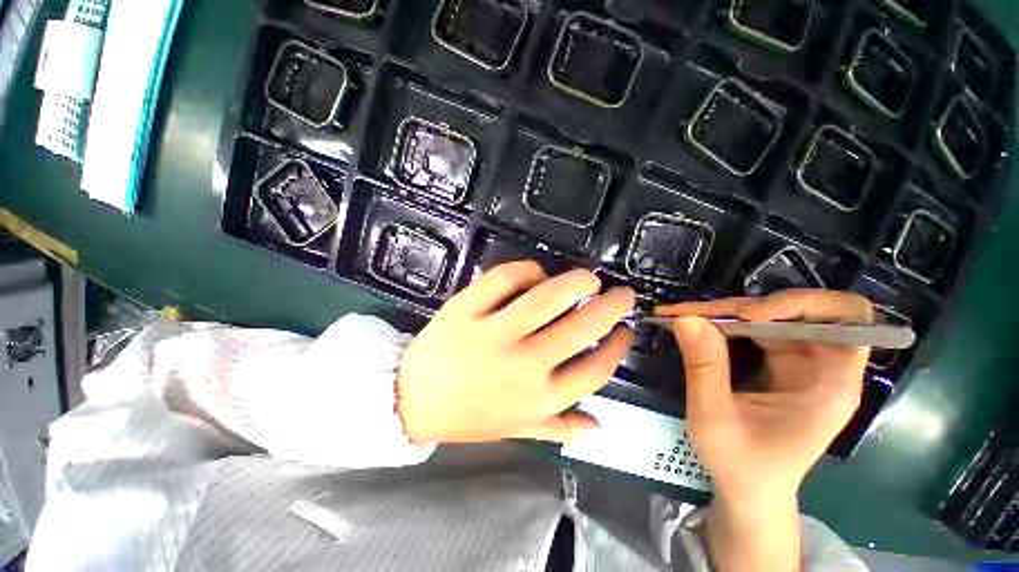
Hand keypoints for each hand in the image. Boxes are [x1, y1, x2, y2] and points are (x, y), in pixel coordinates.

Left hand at [398, 261, 634, 444]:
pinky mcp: (466, 309)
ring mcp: (492, 334)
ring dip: (575, 283)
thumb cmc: (468, 416)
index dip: (617, 347)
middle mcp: (522, 366)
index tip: (624, 330)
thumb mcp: (516, 428)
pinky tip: (535, 272)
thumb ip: (558, 428)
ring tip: (588, 278)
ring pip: (546, 299)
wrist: (411, 399)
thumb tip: (599, 427)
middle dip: (610, 306)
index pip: (595, 370)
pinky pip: (504, 279)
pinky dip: (526, 270)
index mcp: (538, 398)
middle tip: (621, 293)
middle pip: (580, 328)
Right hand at [657, 289, 871, 571]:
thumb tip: (686, 318)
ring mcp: (801, 362)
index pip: (848, 320)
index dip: (804, 306)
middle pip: (800, 310)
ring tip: (684, 316)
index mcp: (831, 384)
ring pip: (770, 315)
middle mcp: (823, 366)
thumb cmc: (741, 464)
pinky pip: (754, 328)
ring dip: (727, 312)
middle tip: (696, 315)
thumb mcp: (714, 418)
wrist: (748, 488)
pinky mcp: (779, 362)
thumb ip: (703, 366)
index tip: (750, 317)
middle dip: (745, 307)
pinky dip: (723, 322)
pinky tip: (695, 326)